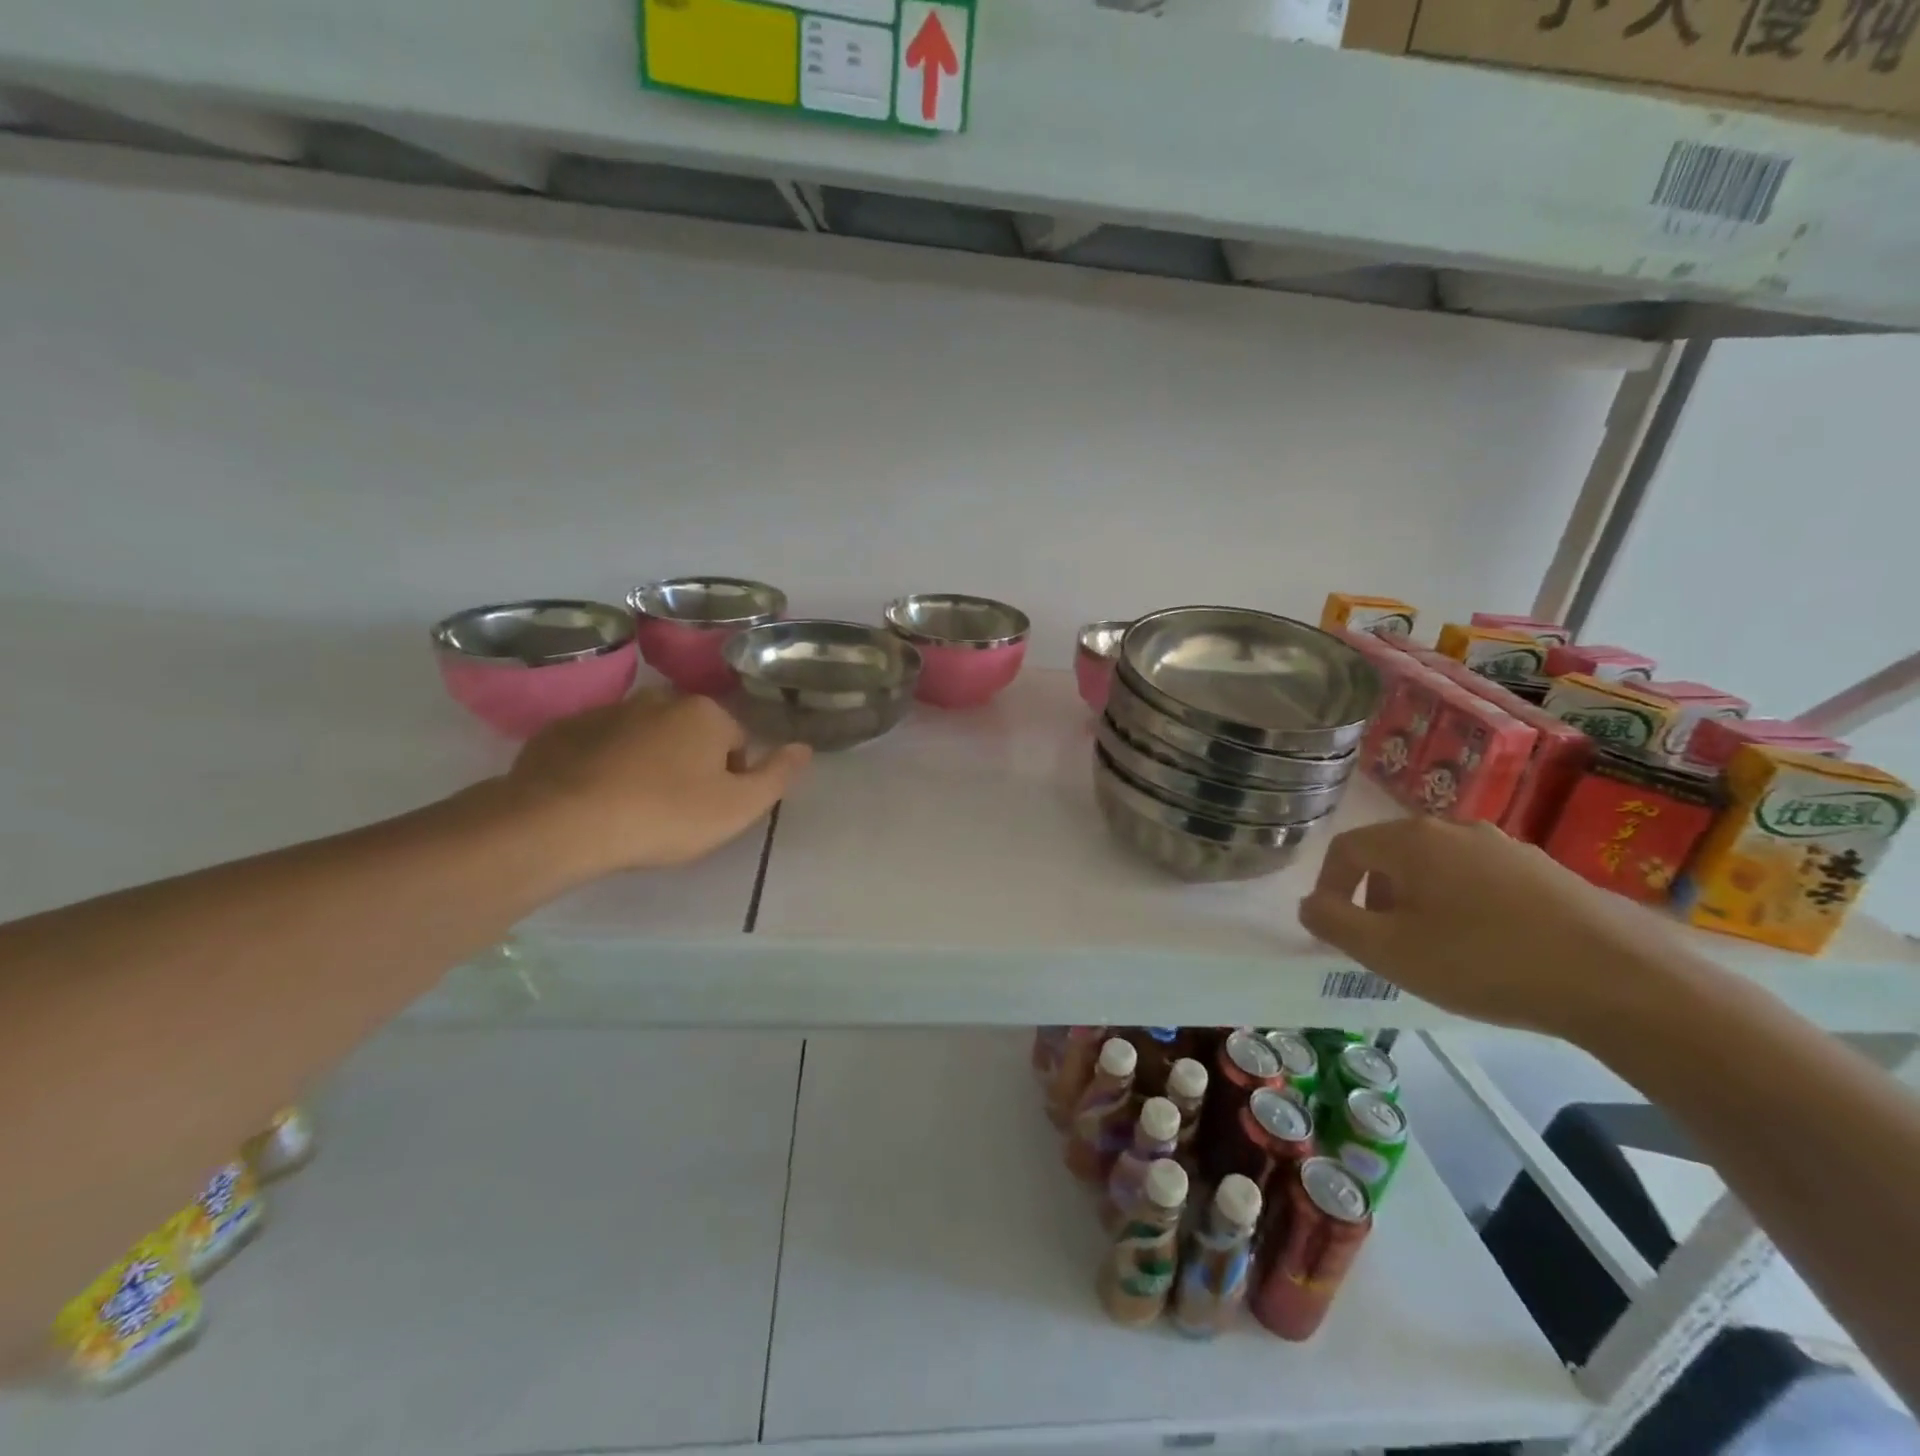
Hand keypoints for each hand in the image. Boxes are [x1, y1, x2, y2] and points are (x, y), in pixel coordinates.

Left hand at [506, 692, 809, 877]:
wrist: (562, 822)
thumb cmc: (665, 815)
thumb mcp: (738, 807)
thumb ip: (778, 776)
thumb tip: (804, 747)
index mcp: (705, 713)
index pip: (736, 741)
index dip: (731, 778)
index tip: (710, 809)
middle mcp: (658, 699)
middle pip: (690, 734)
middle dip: (689, 764)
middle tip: (674, 810)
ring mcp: (606, 711)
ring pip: (644, 737)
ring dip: (647, 763)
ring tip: (633, 807)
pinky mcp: (563, 730)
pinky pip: (599, 746)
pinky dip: (604, 765)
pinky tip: (595, 799)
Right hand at [1297, 817, 1695, 1041]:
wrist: (1620, 981)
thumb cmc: (1483, 961)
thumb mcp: (1388, 951)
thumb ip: (1333, 923)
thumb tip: (1310, 904)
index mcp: (1411, 839)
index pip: (1346, 849)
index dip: (1329, 886)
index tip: (1336, 928)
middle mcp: (1454, 829)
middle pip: (1391, 855)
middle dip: (1374, 897)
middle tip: (1384, 943)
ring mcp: (1505, 846)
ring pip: (1437, 867)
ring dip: (1419, 902)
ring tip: (1435, 949)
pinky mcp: (1546, 871)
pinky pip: (1480, 880)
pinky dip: (1463, 906)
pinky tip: (1487, 948)